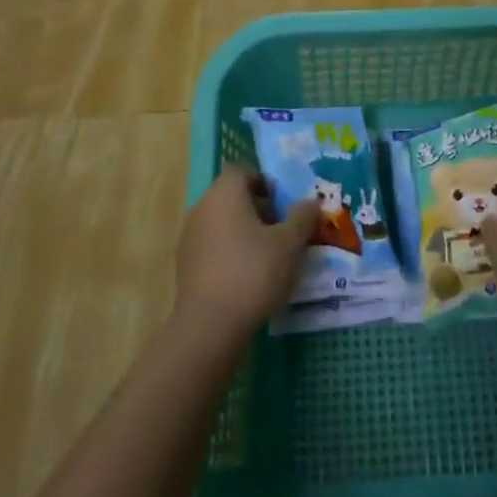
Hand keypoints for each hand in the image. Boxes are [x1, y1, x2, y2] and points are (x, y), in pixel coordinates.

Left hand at [175, 165, 318, 337]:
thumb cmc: (254, 271)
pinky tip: (248, 277)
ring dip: (244, 232)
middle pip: (232, 196)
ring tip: (269, 256)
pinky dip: (229, 253)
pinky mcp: (185, 265)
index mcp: (225, 192)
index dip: (264, 182)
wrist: (210, 325)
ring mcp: (190, 236)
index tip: (283, 203)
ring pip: (222, 222)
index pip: (242, 171)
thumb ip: (302, 217)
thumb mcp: (290, 243)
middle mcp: (202, 207)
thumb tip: (310, 201)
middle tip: (283, 230)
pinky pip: (212, 247)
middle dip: (258, 208)